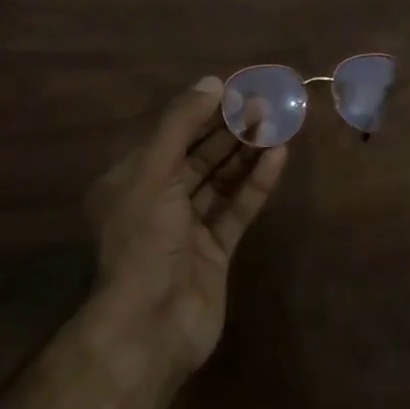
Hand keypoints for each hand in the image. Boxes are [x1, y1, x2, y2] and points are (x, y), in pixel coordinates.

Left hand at [85, 77, 287, 374]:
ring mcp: (188, 228)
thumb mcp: (153, 172)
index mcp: (131, 180)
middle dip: (228, 129)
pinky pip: (237, 209)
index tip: (235, 89)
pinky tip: (277, 157)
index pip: (171, 135)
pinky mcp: (215, 251)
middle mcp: (158, 201)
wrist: (150, 326)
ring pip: (220, 180)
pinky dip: (256, 184)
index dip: (202, 111)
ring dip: (246, 153)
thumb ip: (181, 125)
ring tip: (276, 123)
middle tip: (264, 103)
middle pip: (198, 155)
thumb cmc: (144, 240)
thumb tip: (211, 82)